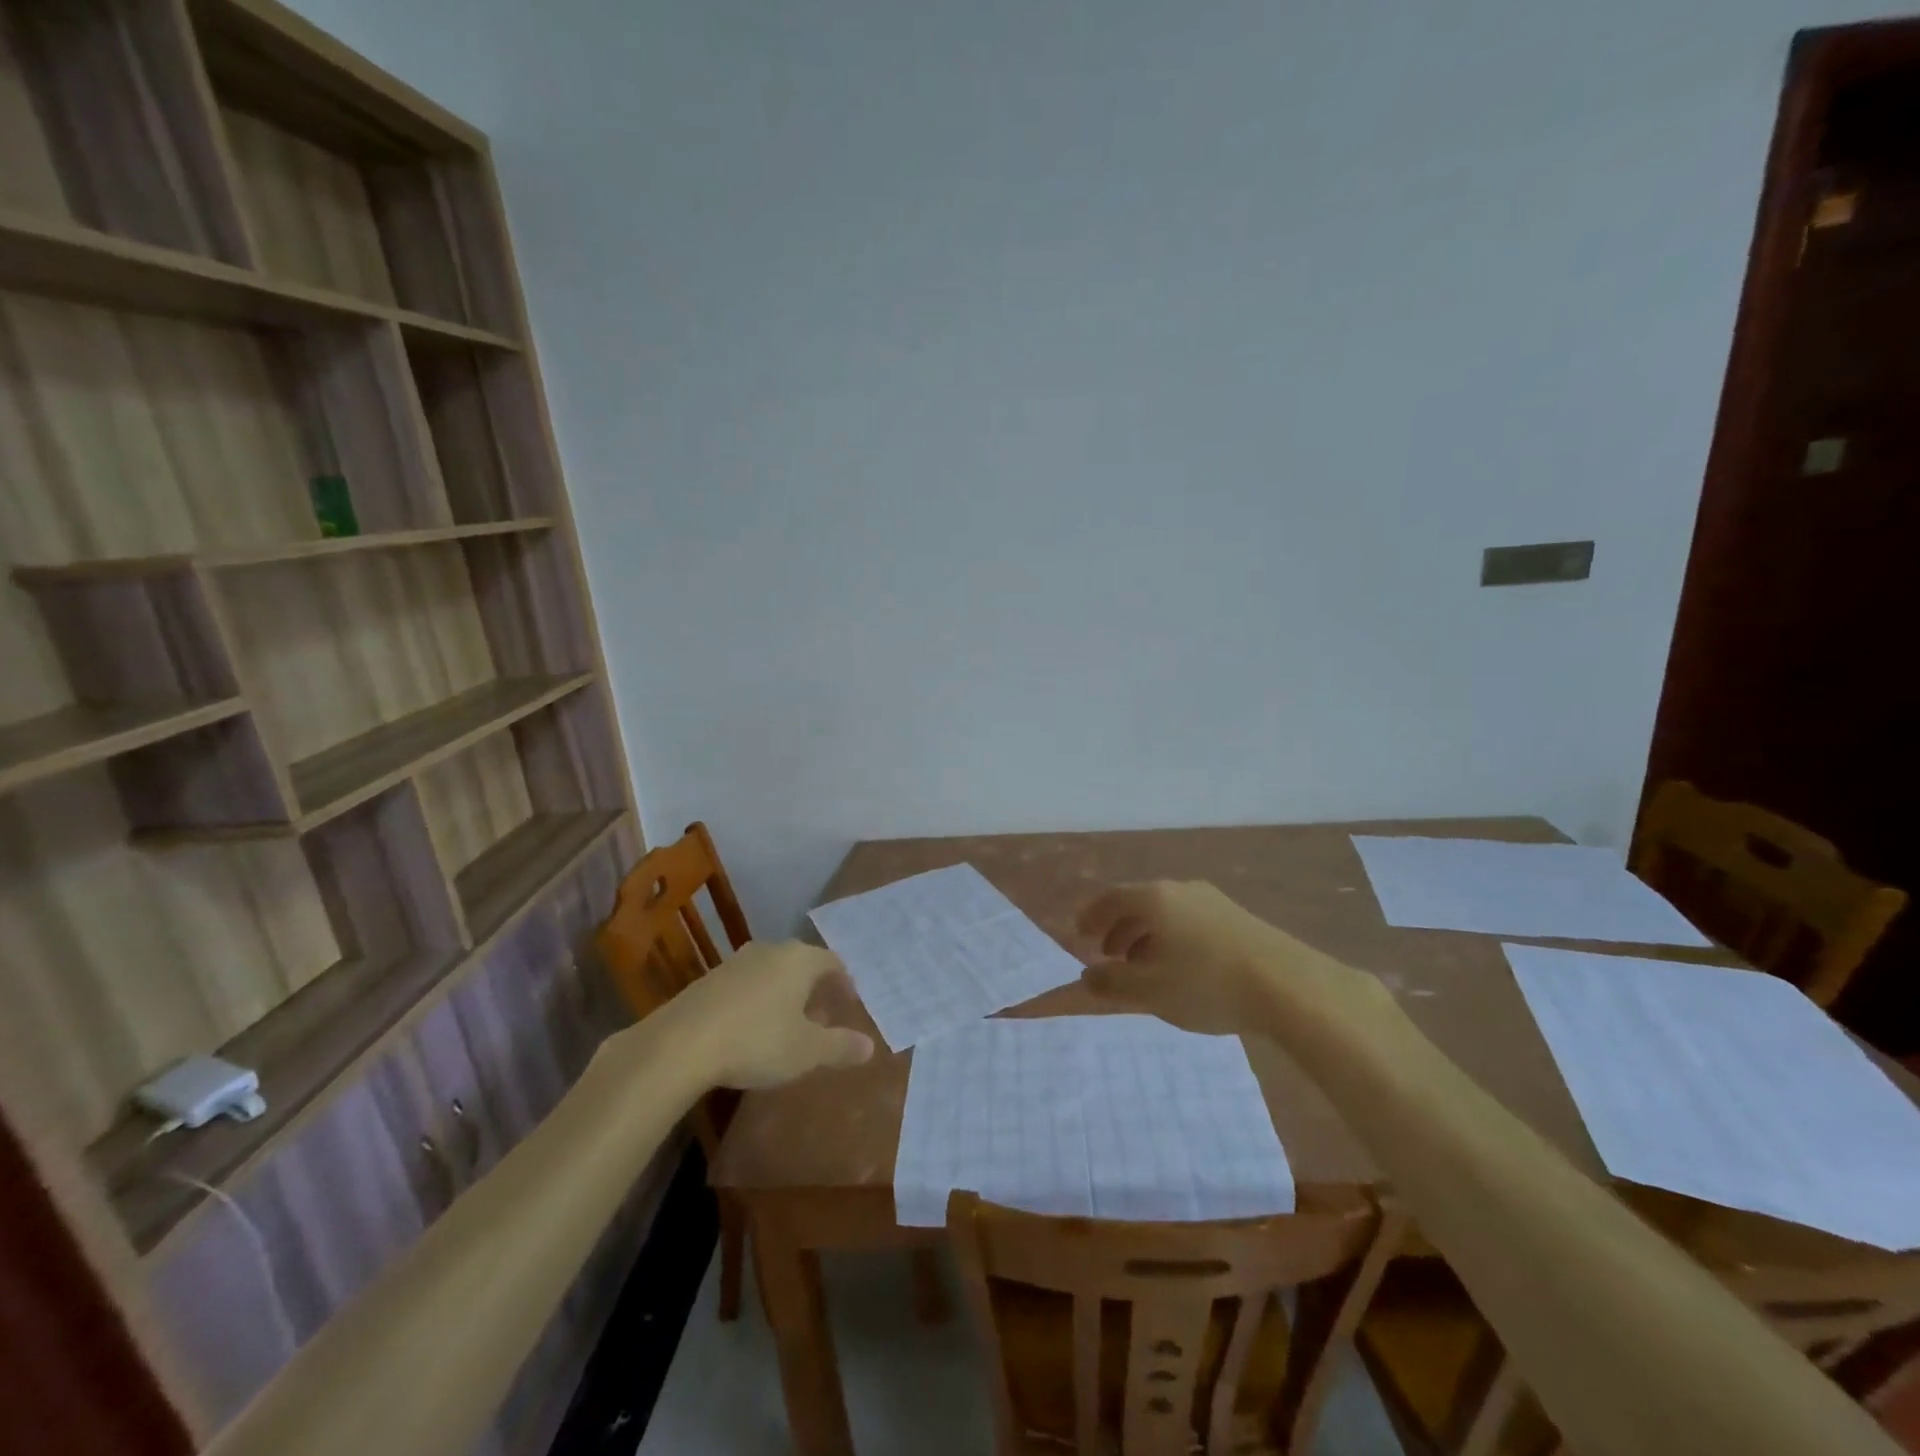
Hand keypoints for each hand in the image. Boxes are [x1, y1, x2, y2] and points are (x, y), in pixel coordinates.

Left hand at [668, 941, 874, 1088]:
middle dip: (815, 989)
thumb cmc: (757, 1041)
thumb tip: (870, 1046)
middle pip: (802, 964)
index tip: (849, 1005)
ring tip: (788, 1025)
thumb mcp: (806, 1051)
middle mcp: (770, 951)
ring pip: (772, 972)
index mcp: (800, 959)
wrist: (680, 1044)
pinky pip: (746, 984)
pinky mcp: (709, 980)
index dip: (844, 983)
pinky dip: (758, 1001)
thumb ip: (840, 1046)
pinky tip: (752, 1029)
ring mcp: (736, 962)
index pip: (833, 962)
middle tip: (823, 1018)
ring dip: (785, 995)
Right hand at [1077, 880, 1349, 1034]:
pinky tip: (1182, 967)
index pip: (1112, 898)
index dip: (1091, 915)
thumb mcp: (1149, 991)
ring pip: (1167, 913)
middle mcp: (1182, 890)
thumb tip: (1086, 977)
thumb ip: (1111, 984)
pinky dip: (1173, 938)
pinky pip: (1191, 921)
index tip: (1079, 934)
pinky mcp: (1239, 918)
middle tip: (1108, 955)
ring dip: (1146, 935)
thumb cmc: (1207, 984)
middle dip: (1119, 928)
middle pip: (1140, 903)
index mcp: (1155, 899)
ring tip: (1142, 966)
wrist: (1289, 985)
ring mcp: (1214, 901)